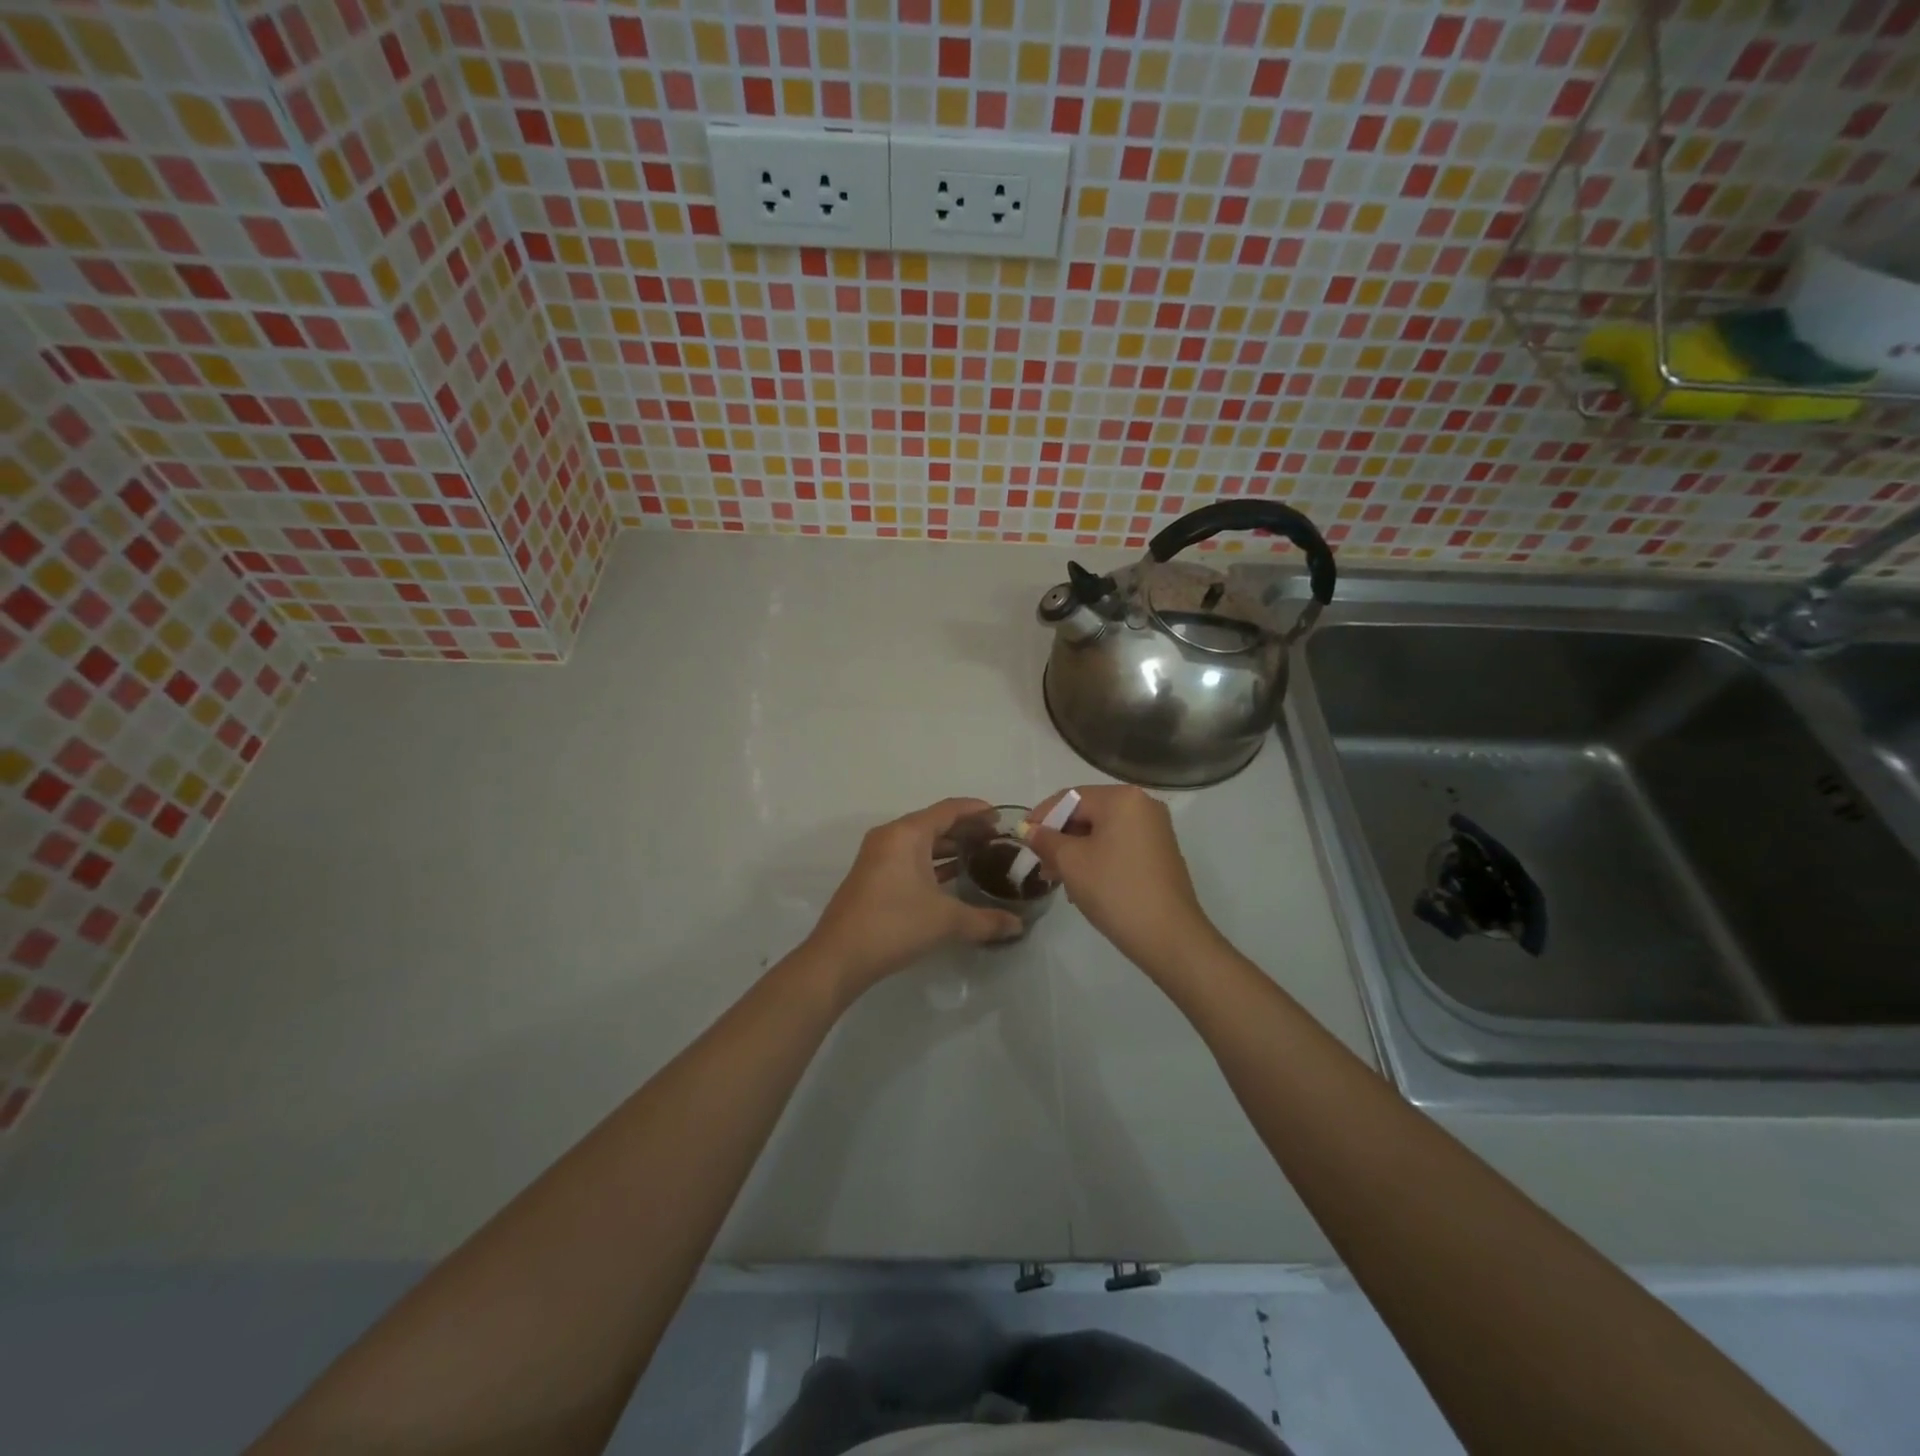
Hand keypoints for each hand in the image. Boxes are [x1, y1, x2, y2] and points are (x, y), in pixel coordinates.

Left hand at [803, 797, 1025, 1000]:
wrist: (839, 957)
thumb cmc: (894, 925)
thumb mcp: (946, 920)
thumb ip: (985, 920)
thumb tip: (1018, 925)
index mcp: (907, 834)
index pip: (948, 810)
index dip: (977, 810)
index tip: (1002, 817)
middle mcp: (890, 837)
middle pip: (934, 823)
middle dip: (966, 830)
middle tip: (997, 840)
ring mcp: (878, 857)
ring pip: (921, 842)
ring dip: (949, 847)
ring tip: (981, 857)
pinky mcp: (873, 877)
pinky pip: (910, 858)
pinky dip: (933, 862)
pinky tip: (953, 878)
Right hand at [1025, 784, 1221, 976]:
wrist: (1169, 936)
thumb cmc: (1115, 890)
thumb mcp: (1070, 862)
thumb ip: (1046, 840)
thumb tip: (1030, 830)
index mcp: (1122, 798)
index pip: (1070, 797)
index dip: (1042, 816)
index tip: (1021, 838)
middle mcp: (1143, 805)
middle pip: (1088, 812)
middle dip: (1059, 836)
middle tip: (1039, 862)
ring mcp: (1155, 830)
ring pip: (1102, 832)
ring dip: (1076, 850)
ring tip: (1057, 878)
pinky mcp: (1160, 854)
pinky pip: (1119, 846)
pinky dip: (1097, 858)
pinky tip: (1083, 884)